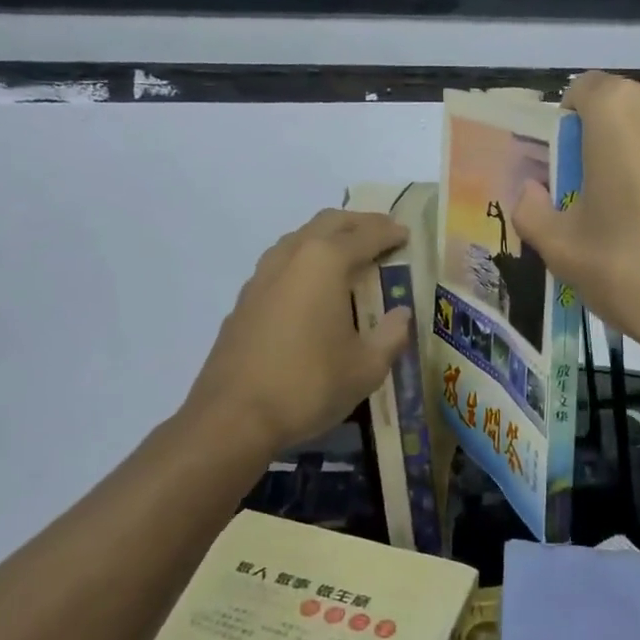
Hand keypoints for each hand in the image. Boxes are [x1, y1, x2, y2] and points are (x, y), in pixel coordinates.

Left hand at [183, 209, 413, 455]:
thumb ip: (391, 335)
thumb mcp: (366, 367)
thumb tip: (402, 314)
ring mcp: (261, 276)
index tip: (406, 234)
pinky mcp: (245, 300)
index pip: (366, 234)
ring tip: (348, 256)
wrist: (233, 417)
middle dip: (358, 223)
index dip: (390, 232)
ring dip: (327, 238)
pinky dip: (304, 261)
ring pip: (298, 238)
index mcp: (325, 263)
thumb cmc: (309, 385)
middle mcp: (291, 257)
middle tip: (382, 235)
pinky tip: (312, 289)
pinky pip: (281, 263)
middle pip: (328, 223)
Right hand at [510, 73, 639, 390]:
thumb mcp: (562, 248)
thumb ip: (532, 210)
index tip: (559, 177)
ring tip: (622, 219)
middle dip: (595, 146)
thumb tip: (531, 193)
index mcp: (620, 109)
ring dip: (628, 161)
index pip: (577, 93)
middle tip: (584, 202)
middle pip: (615, 111)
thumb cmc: (635, 269)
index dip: (561, 133)